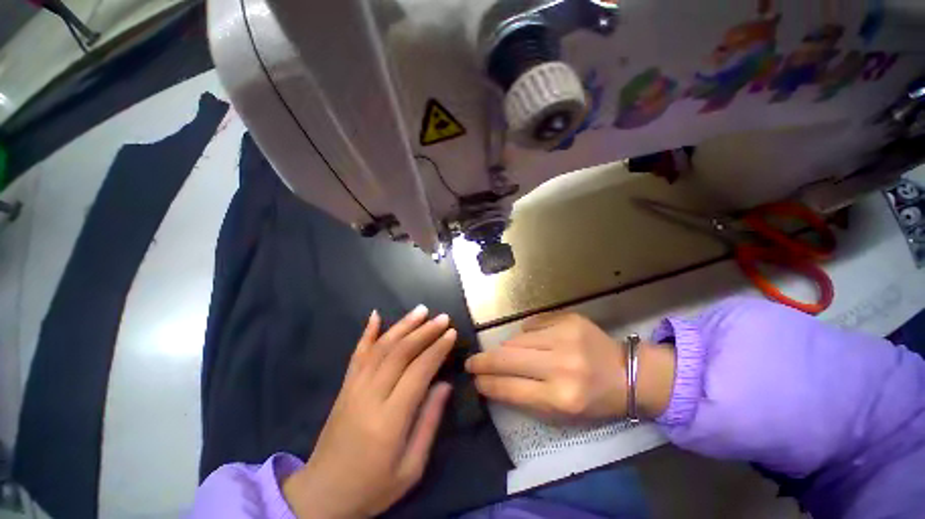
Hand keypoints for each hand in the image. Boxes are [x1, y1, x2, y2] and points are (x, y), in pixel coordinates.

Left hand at [283, 305, 456, 518]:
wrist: (322, 495)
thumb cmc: (372, 487)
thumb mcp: (411, 467)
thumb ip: (429, 422)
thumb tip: (444, 384)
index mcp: (389, 420)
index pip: (418, 371)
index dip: (437, 349)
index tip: (451, 333)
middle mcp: (370, 396)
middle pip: (400, 353)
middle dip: (424, 331)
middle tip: (442, 318)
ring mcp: (353, 388)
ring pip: (381, 347)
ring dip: (403, 325)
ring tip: (421, 310)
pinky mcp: (344, 387)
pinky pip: (357, 354)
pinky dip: (367, 332)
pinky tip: (376, 315)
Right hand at [466, 312, 674, 422]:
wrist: (629, 374)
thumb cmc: (595, 400)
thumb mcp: (562, 413)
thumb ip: (526, 396)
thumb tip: (494, 379)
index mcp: (562, 398)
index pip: (511, 388)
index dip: (487, 383)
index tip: (474, 379)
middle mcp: (562, 366)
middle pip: (507, 359)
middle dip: (483, 361)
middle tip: (471, 362)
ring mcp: (565, 337)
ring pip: (517, 339)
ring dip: (506, 348)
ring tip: (503, 353)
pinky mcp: (568, 319)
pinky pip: (532, 324)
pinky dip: (525, 333)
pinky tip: (530, 340)